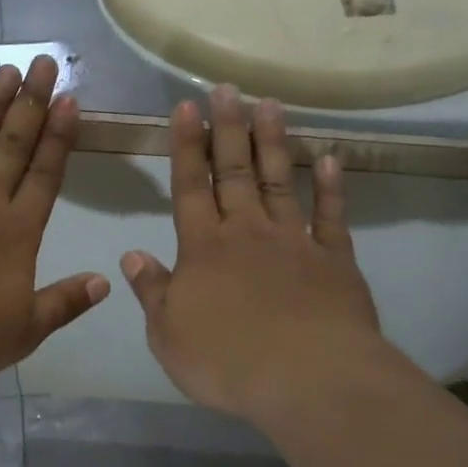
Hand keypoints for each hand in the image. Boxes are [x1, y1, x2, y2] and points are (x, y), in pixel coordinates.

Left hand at [0, 55, 109, 386]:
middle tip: (44, 64)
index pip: (44, 175)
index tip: (69, 99)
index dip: (59, 137)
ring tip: (7, 72)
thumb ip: (64, 304)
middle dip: (31, 104)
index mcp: (15, 232)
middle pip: (11, 145)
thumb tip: (105, 282)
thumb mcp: (21, 332)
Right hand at [121, 86, 395, 421]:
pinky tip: (328, 159)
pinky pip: (331, 216)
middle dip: (228, 128)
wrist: (305, 378)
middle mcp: (247, 233)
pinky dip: (330, 187)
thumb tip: (132, 255)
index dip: (187, 146)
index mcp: (203, 248)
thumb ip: (153, 291)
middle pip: (236, 172)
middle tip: (227, 88)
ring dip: (273, 142)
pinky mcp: (335, 260)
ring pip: (280, 181)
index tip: (186, 107)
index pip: (190, 187)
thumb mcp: (168, 334)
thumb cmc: (225, 360)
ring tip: (269, 104)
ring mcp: (294, 242)